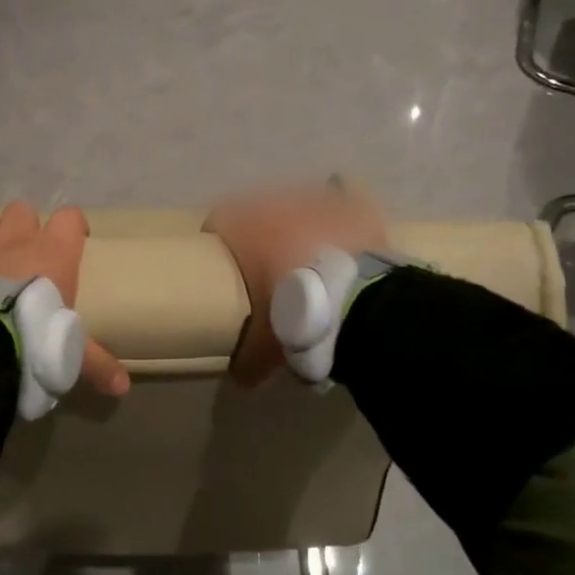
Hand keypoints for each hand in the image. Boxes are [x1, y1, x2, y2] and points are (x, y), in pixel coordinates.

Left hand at [0, 199, 129, 396]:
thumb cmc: (30, 339)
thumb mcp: (68, 355)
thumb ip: (95, 364)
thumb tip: (123, 388)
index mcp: (52, 252)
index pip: (70, 218)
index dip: (71, 227)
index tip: (72, 242)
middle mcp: (14, 235)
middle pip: (23, 209)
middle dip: (22, 226)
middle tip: (21, 254)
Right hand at [204, 182, 387, 385]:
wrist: (356, 304)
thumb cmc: (294, 314)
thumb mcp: (263, 346)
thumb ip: (246, 359)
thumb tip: (240, 377)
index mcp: (245, 228)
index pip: (218, 221)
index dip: (220, 242)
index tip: (225, 266)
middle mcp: (276, 204)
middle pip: (259, 210)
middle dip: (261, 233)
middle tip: (268, 265)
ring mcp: (318, 201)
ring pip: (299, 202)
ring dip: (299, 222)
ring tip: (309, 253)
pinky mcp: (354, 207)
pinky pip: (346, 196)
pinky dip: (342, 212)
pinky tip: (345, 232)